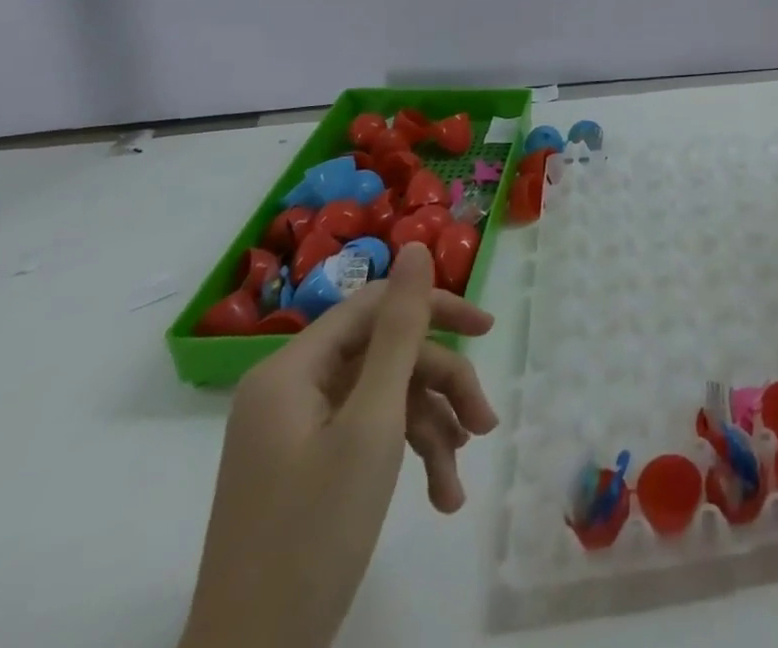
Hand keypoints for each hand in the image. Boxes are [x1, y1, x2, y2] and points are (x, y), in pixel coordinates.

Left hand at [179, 242, 496, 647]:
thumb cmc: (314, 532)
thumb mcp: (372, 422)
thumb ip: (400, 330)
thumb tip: (415, 246)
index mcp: (292, 369)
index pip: (376, 305)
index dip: (434, 309)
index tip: (487, 329)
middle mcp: (291, 389)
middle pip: (386, 356)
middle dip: (442, 388)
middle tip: (485, 422)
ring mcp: (297, 431)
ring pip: (385, 398)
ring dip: (432, 430)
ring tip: (461, 478)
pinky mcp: (308, 466)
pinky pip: (368, 436)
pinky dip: (408, 458)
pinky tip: (442, 496)